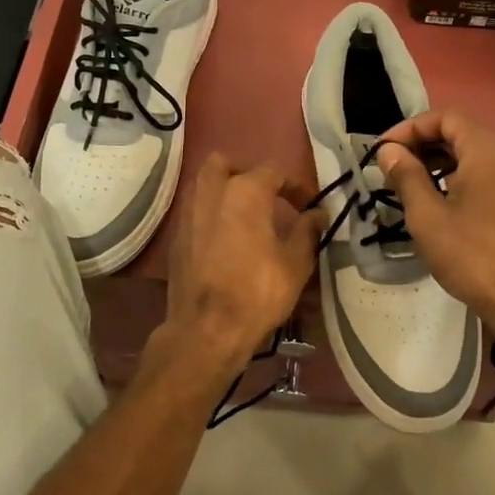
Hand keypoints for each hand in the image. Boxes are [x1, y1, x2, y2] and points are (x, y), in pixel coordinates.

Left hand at [148, 154, 322, 387]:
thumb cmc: (257, 293)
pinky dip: (211, 215)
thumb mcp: (295, 263)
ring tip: (246, 217)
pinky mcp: (177, 237)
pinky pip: (195, 211)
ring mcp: (189, 213)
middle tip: (266, 198)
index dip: (296, 185)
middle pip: (225, 164)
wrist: (206, 330)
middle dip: (246, 174)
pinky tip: (225, 239)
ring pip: (204, 184)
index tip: (309, 205)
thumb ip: (308, 231)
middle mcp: (212, 192)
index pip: (274, 171)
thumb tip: (317, 213)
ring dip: (224, 191)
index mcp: (245, 192)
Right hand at [376, 112, 494, 338]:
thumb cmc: (472, 255)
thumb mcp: (428, 216)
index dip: (410, 128)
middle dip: (422, 143)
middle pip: (458, 133)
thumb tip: (390, 151)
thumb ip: (406, 176)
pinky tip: (437, 201)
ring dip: (437, 161)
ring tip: (408, 183)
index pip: (444, 118)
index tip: (384, 151)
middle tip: (392, 166)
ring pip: (470, 155)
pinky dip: (456, 176)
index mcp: (485, 150)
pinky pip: (482, 174)